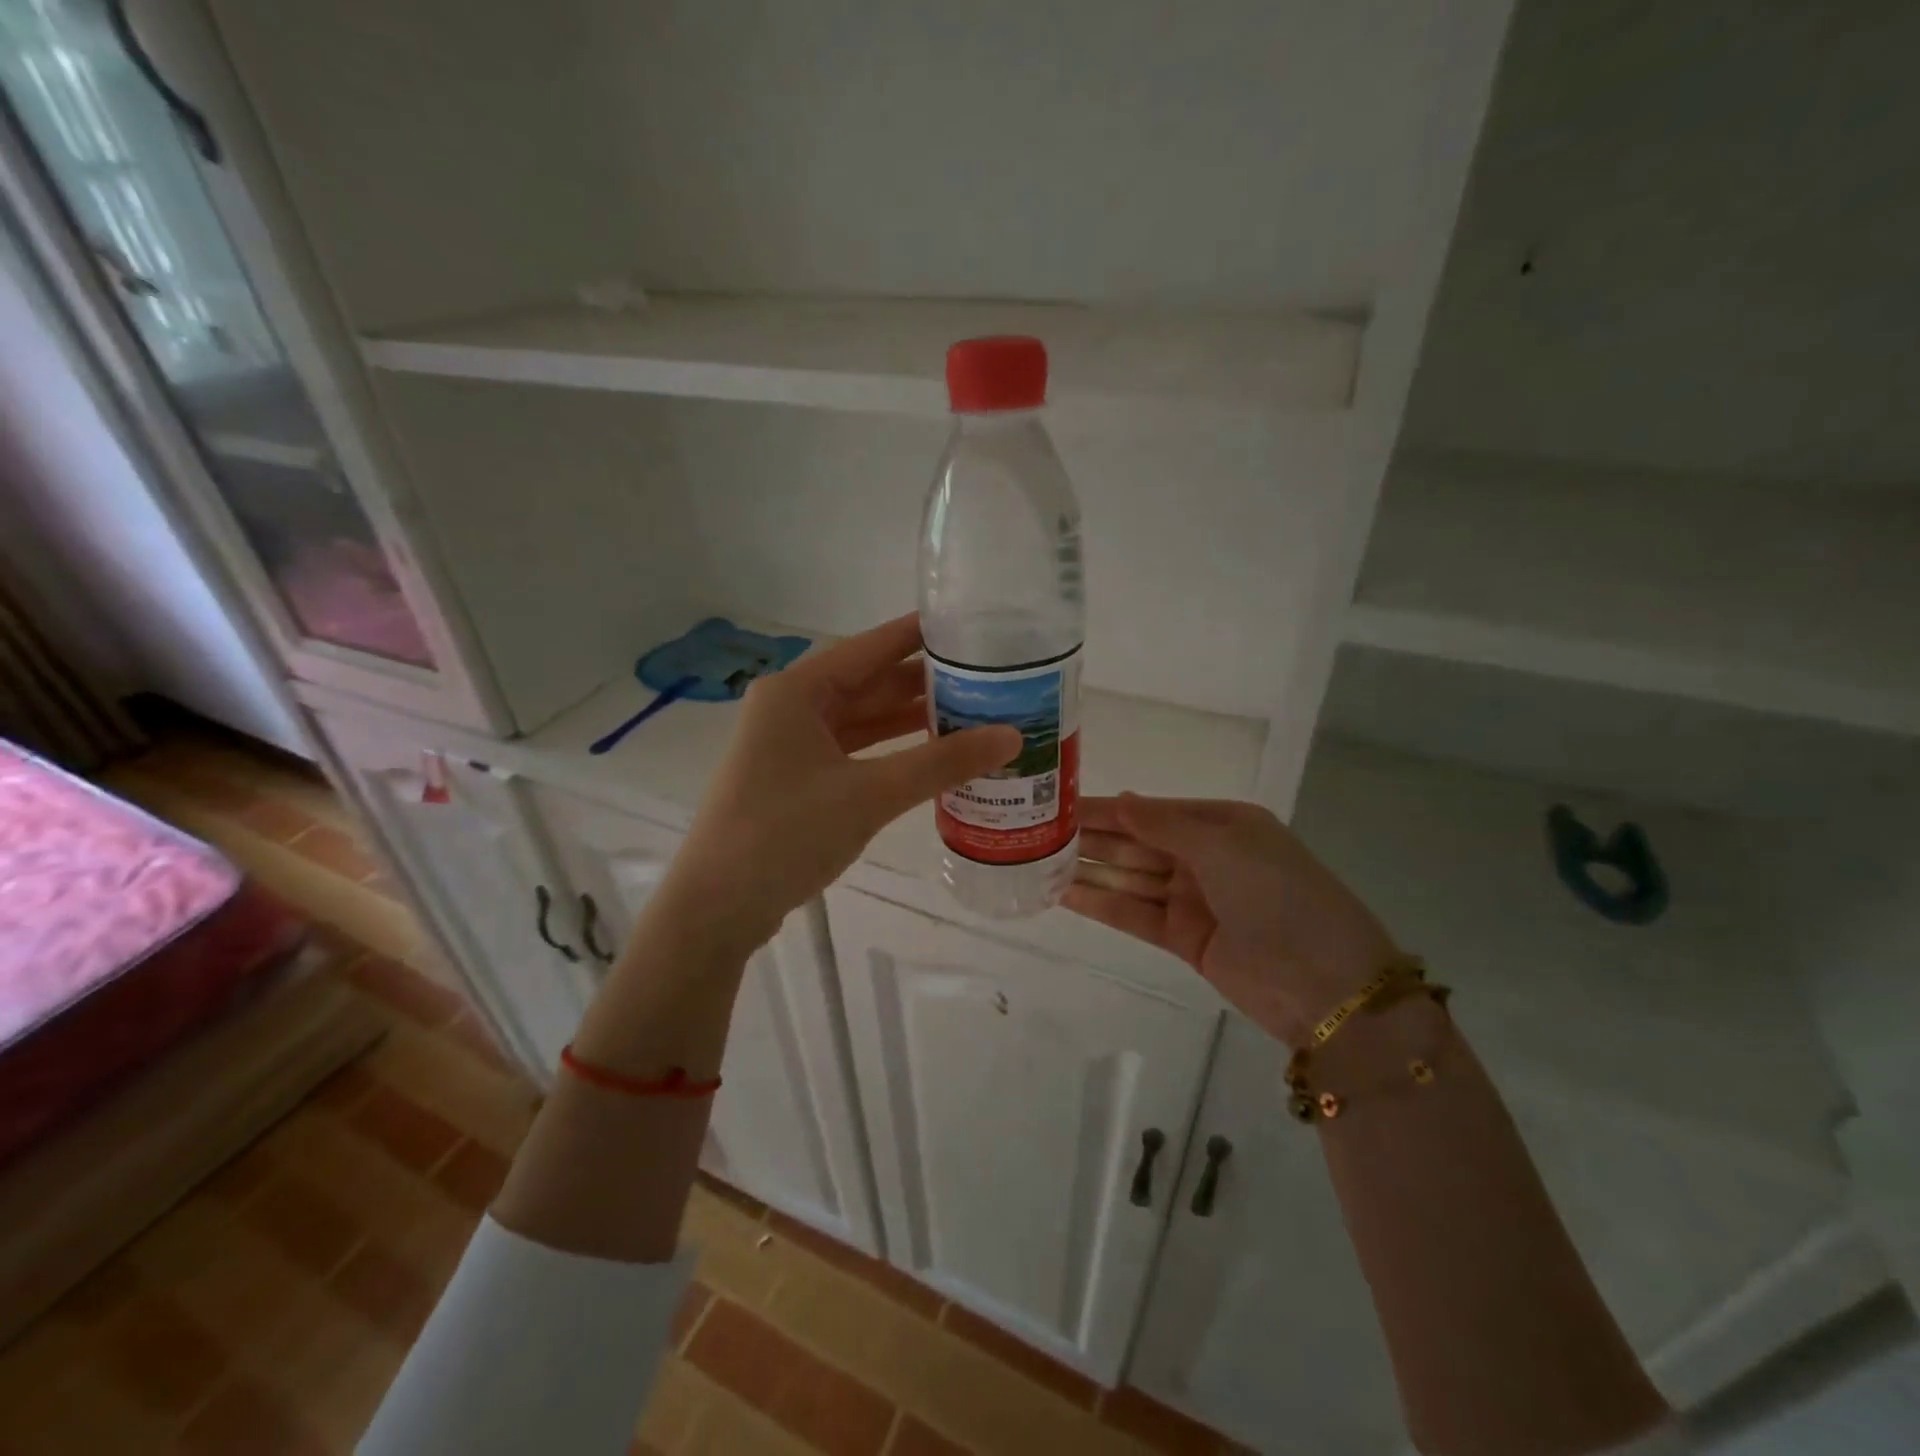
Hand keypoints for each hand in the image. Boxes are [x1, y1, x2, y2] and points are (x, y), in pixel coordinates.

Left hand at [661, 613, 1019, 953]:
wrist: (717, 907)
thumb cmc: (787, 833)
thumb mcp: (870, 794)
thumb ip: (941, 763)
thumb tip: (1012, 736)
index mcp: (797, 690)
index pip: (872, 647)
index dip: (921, 635)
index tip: (971, 626)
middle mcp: (790, 707)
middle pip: (868, 683)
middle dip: (923, 684)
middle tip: (986, 679)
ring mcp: (789, 745)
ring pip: (860, 721)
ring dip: (908, 720)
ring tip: (970, 715)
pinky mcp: (794, 780)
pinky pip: (851, 752)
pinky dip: (888, 752)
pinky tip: (928, 756)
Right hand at [1066, 795, 1400, 1046]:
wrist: (1326, 987)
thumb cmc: (1278, 896)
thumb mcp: (1223, 846)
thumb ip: (1163, 824)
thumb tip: (1119, 799)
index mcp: (1223, 825)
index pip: (1152, 810)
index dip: (1106, 808)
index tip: (1060, 805)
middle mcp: (1206, 857)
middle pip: (1138, 842)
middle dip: (1092, 838)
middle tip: (1037, 834)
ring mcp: (1195, 899)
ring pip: (1132, 878)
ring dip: (1090, 871)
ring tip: (1039, 863)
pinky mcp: (1184, 939)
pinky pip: (1135, 914)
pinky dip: (1103, 904)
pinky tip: (1065, 895)